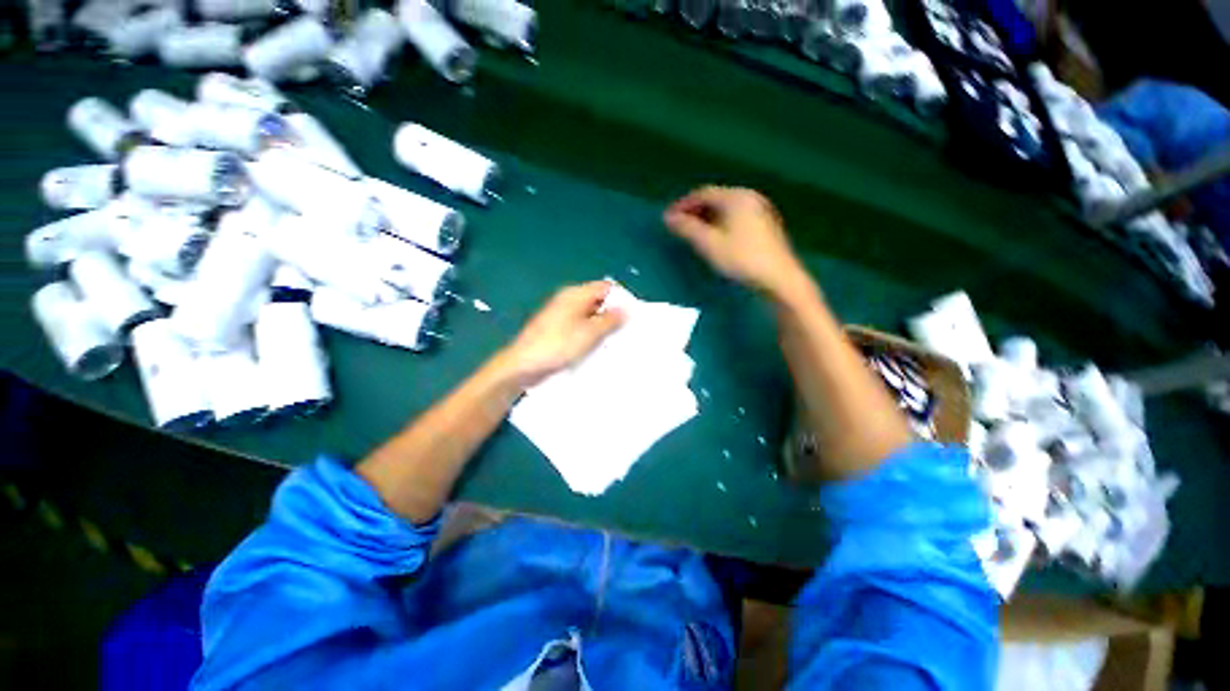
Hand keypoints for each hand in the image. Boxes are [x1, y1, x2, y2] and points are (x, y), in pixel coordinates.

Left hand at [498, 281, 625, 386]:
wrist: (523, 366)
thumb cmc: (557, 346)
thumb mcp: (589, 333)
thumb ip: (610, 320)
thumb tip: (626, 310)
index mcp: (575, 295)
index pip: (606, 288)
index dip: (621, 299)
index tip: (633, 316)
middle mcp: (569, 301)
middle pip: (598, 302)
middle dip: (613, 315)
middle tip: (628, 331)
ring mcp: (563, 316)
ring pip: (591, 317)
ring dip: (603, 328)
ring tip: (617, 342)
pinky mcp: (559, 331)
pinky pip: (581, 328)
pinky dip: (591, 335)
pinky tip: (599, 348)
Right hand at [664, 186, 808, 298]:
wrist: (779, 278)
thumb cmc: (741, 258)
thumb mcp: (709, 244)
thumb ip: (687, 228)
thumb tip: (668, 217)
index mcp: (736, 197)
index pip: (703, 193)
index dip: (683, 204)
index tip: (668, 218)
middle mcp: (749, 197)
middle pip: (716, 199)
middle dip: (695, 211)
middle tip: (679, 226)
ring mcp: (761, 210)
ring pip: (727, 209)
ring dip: (707, 218)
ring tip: (694, 233)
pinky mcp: (766, 225)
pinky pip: (737, 217)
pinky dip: (721, 223)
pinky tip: (716, 238)